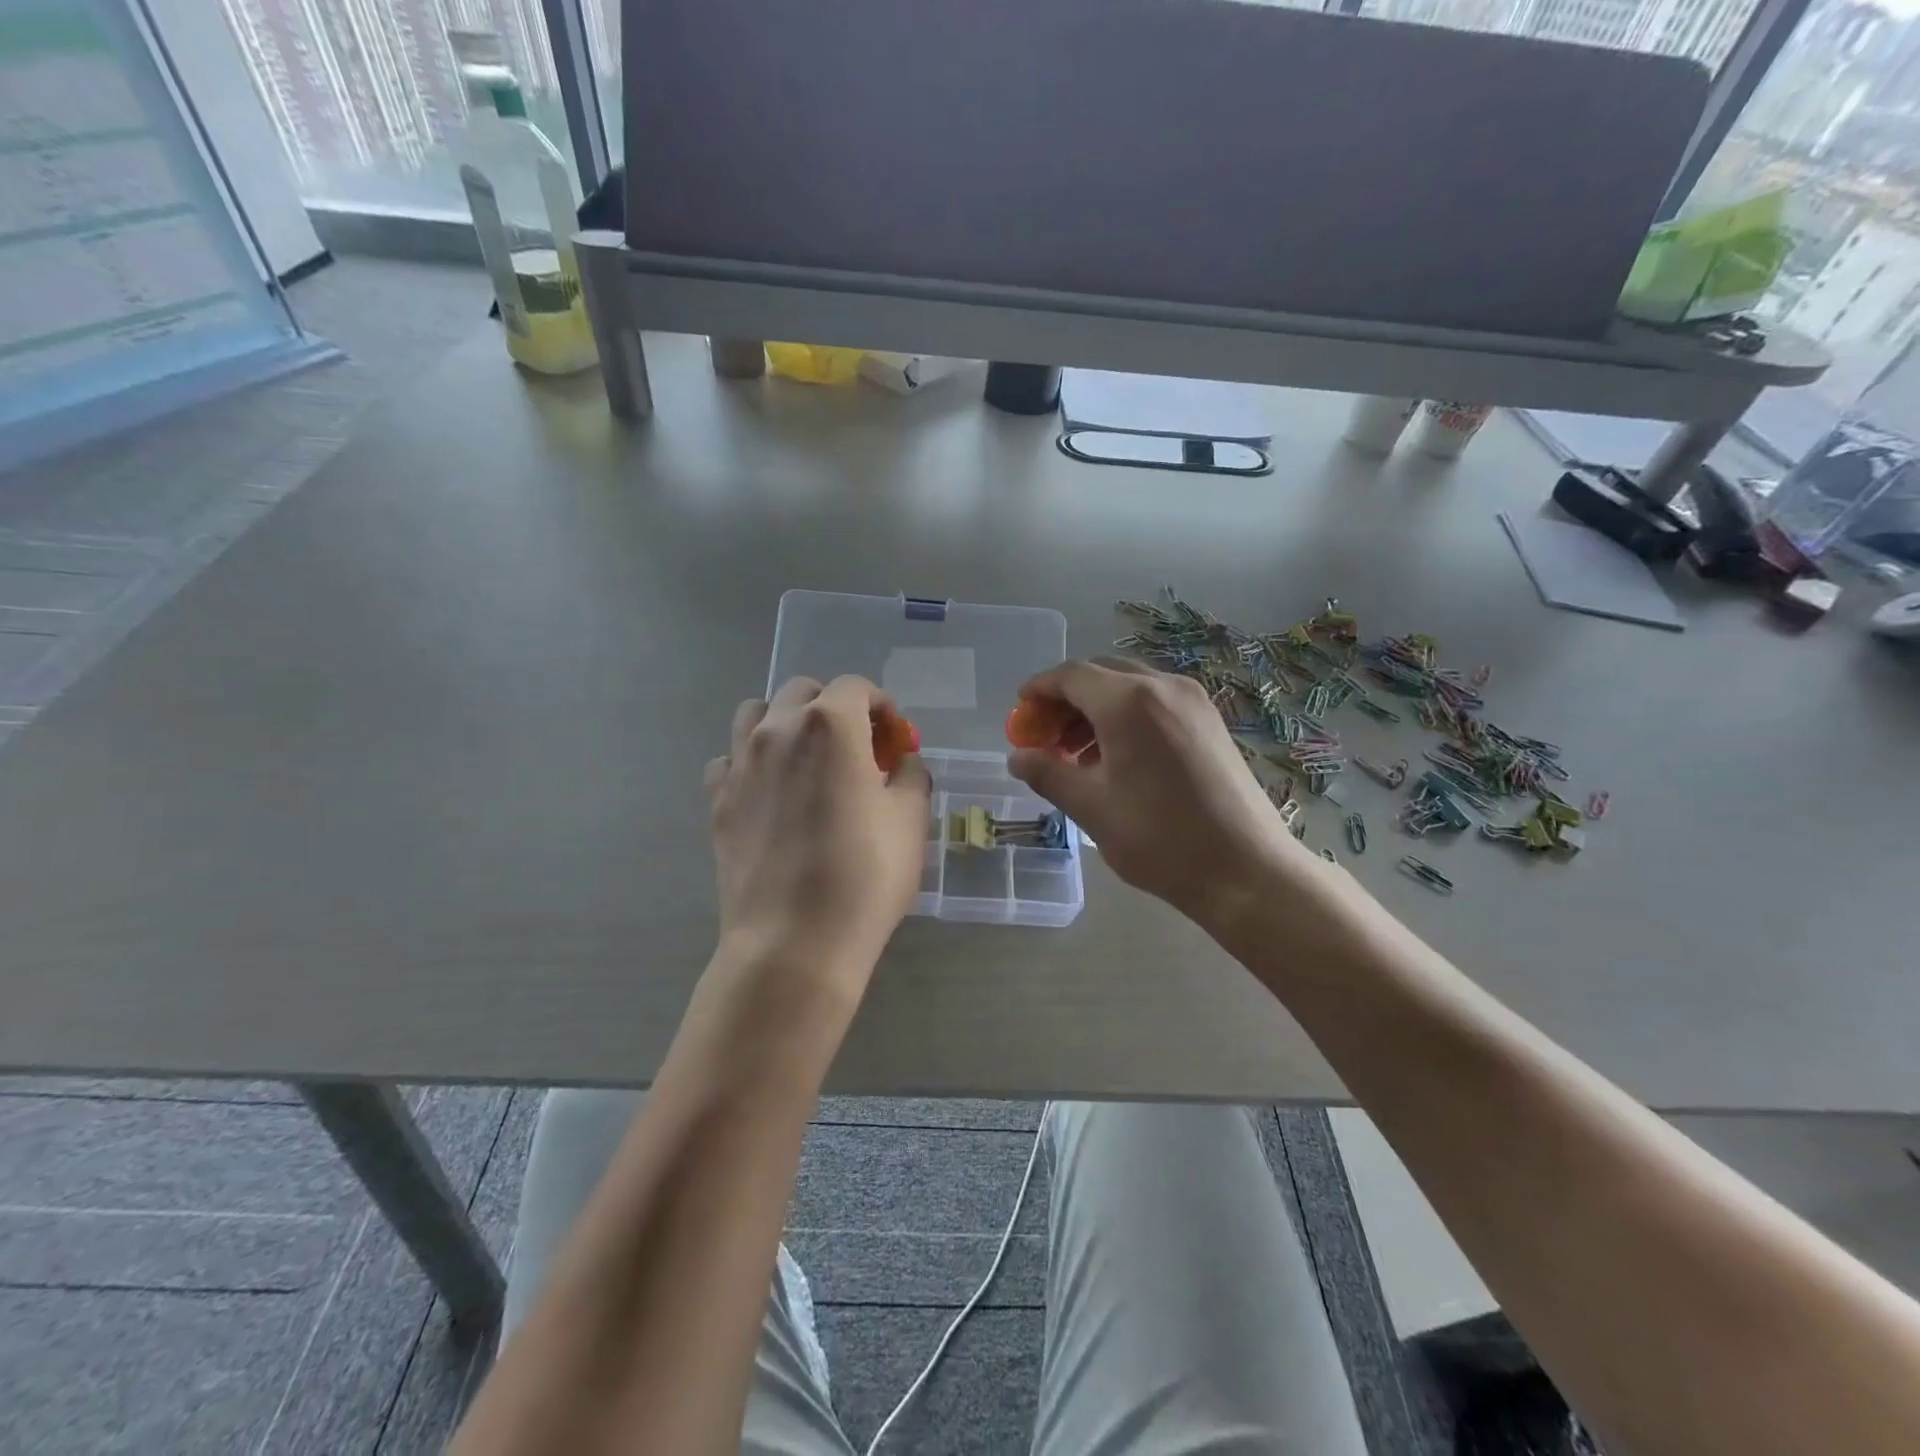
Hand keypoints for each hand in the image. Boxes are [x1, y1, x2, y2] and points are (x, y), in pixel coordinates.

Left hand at [706, 676, 930, 989]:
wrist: (794, 942)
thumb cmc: (865, 876)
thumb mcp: (911, 821)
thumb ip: (911, 775)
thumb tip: (902, 762)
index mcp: (831, 725)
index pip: (856, 687)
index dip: (882, 706)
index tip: (894, 739)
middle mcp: (778, 729)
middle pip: (804, 690)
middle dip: (835, 707)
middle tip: (857, 748)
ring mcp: (739, 763)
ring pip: (756, 713)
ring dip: (785, 722)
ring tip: (807, 760)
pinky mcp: (717, 799)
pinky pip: (730, 759)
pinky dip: (751, 762)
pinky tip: (770, 793)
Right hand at [1006, 658, 1309, 917]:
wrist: (1246, 870)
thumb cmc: (1159, 838)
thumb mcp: (1091, 807)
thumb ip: (1048, 773)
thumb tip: (1017, 758)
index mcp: (1129, 702)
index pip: (1071, 676)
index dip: (1039, 690)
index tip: (1020, 714)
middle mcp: (1163, 687)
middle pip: (1101, 674)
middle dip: (1066, 700)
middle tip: (1045, 737)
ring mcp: (1193, 702)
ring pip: (1130, 687)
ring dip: (1095, 709)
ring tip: (1076, 754)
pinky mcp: (1210, 721)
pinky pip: (1156, 703)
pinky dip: (1126, 717)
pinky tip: (1116, 758)